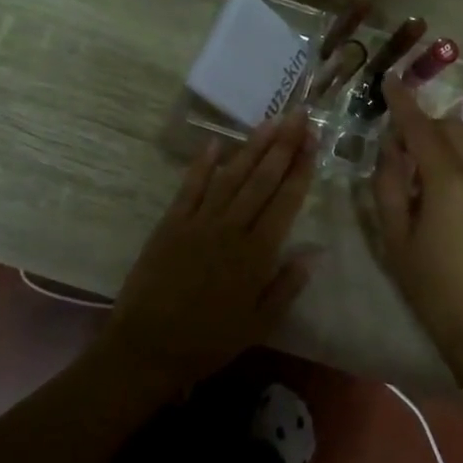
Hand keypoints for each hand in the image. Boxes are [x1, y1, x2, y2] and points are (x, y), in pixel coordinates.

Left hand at [100, 113, 316, 395]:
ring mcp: (198, 222)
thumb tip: (315, 253)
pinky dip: (202, 164)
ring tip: (270, 121)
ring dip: (252, 147)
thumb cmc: (209, 341)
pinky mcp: (170, 223)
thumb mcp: (259, 324)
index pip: (285, 201)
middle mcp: (231, 229)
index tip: (314, 141)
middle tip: (299, 115)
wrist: (147, 347)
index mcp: (256, 254)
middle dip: (283, 145)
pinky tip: (215, 143)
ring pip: (231, 176)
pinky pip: (190, 187)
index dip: (301, 168)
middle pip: (262, 179)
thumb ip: (287, 286)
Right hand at [371, 75, 462, 388]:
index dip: (404, 103)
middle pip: (454, 130)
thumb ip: (388, 185)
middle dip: (428, 128)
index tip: (391, 81)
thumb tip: (390, 148)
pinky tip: (461, 214)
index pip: (421, 128)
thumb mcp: (396, 239)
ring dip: (450, 152)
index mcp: (449, 182)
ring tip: (432, 188)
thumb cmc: (433, 289)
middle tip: (406, 152)